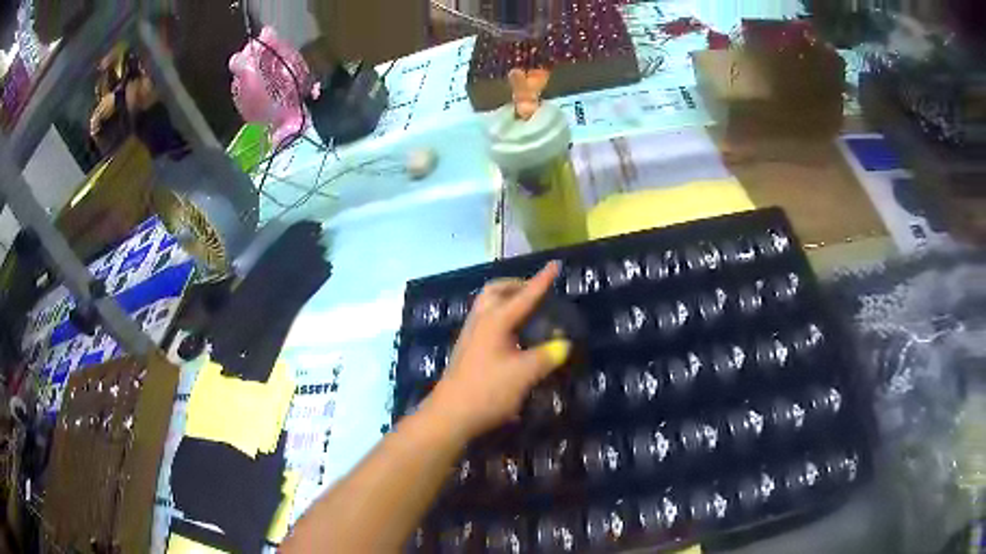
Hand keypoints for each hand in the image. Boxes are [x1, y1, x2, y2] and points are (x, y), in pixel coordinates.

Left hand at [423, 262, 570, 440]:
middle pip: (495, 291)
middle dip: (516, 286)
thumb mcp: (524, 374)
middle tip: (535, 292)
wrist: (450, 415)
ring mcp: (470, 335)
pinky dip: (501, 316)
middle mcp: (480, 321)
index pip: (524, 296)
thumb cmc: (487, 391)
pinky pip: (485, 320)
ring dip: (506, 300)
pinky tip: (512, 335)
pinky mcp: (467, 350)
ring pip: (487, 305)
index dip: (541, 281)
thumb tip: (563, 345)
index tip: (555, 264)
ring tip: (526, 311)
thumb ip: (546, 356)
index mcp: (495, 321)